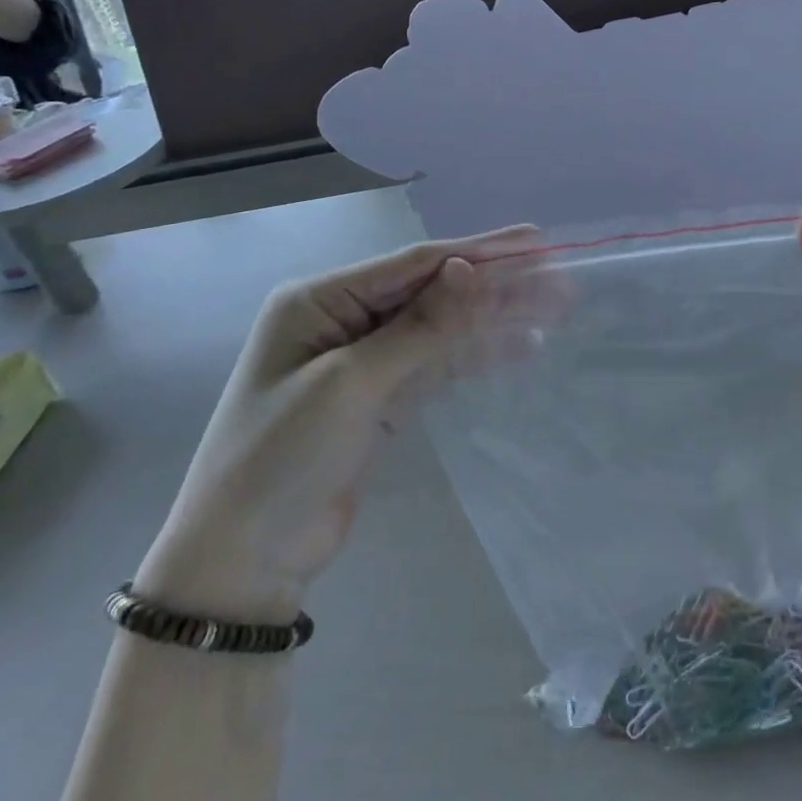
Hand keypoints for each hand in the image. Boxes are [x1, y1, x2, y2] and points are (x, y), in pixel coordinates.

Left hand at [136, 229, 541, 622]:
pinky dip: (476, 355)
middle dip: (495, 285)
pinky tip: (519, 347)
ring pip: (441, 327)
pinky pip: (437, 363)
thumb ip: (419, 327)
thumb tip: (472, 268)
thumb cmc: (282, 456)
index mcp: (321, 299)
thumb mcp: (351, 384)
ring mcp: (364, 359)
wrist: (244, 560)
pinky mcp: (381, 398)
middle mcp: (344, 318)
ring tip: (553, 309)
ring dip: (494, 319)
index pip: (414, 264)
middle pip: (433, 292)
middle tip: (557, 278)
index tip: (535, 241)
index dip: (479, 251)